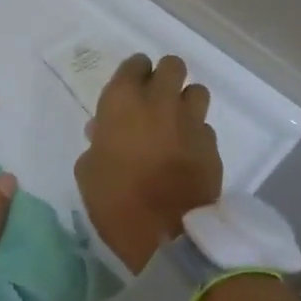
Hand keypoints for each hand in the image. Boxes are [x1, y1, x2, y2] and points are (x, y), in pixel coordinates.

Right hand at [75, 54, 222, 273]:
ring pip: (196, 91)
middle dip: (164, 76)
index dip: (133, 74)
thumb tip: (103, 132)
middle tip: (153, 98)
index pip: (134, 64)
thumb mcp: (88, 170)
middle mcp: (160, 101)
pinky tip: (185, 154)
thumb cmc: (115, 199)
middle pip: (172, 65)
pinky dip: (195, 135)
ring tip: (174, 122)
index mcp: (123, 100)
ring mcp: (191, 123)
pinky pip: (204, 128)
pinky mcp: (212, 147)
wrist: (166, 235)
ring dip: (185, 101)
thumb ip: (96, 143)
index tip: (128, 90)